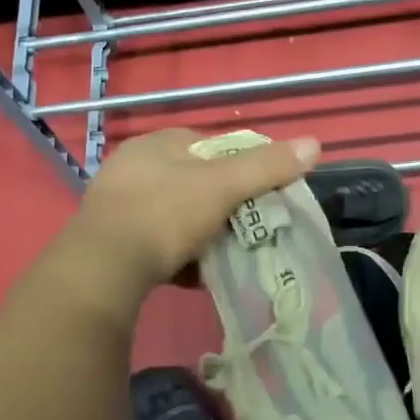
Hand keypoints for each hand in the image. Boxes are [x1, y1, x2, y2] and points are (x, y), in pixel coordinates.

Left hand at [68, 127, 321, 300]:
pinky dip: (177, 259)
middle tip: (243, 230)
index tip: (259, 195)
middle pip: (193, 184)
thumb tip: (315, 143)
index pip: (210, 145)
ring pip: (175, 217)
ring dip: (199, 237)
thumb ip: (266, 166)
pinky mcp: (110, 242)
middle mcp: (133, 167)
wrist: (104, 268)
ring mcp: (118, 204)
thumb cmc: (165, 214)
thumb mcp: (223, 186)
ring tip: (221, 257)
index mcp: (157, 143)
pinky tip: (192, 276)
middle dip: (220, 208)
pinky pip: (156, 245)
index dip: (240, 168)